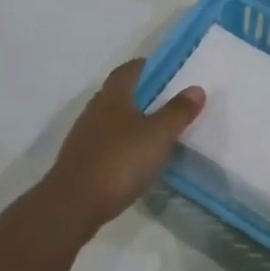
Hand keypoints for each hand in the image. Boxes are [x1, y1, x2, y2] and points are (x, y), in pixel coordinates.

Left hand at [41, 59, 203, 233]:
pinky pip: (106, 142)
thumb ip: (177, 112)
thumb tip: (196, 88)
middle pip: (118, 93)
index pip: (128, 70)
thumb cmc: (119, 161)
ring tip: (155, 130)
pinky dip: (122, 143)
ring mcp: (84, 136)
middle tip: (167, 100)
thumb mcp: (158, 135)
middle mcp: (94, 110)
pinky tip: (135, 158)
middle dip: (141, 93)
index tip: (167, 71)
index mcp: (112, 97)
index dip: (147, 67)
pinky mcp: (81, 160)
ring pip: (111, 119)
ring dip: (131, 120)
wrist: (74, 203)